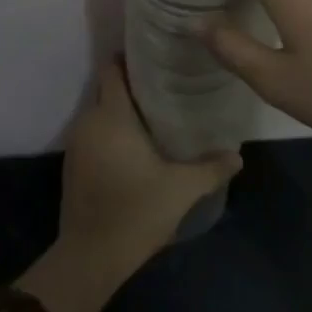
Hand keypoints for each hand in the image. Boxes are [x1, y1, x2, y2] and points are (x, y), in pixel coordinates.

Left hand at [18, 61, 241, 311]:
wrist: (89, 258)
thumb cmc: (135, 212)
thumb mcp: (181, 189)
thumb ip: (211, 168)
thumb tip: (238, 155)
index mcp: (112, 115)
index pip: (113, 69)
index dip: (130, 56)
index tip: (156, 53)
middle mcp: (90, 121)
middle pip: (107, 87)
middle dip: (131, 82)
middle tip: (165, 81)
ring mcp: (77, 144)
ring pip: (100, 111)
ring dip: (121, 108)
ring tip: (155, 110)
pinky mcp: (73, 165)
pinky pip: (94, 132)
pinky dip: (111, 130)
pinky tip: (135, 143)